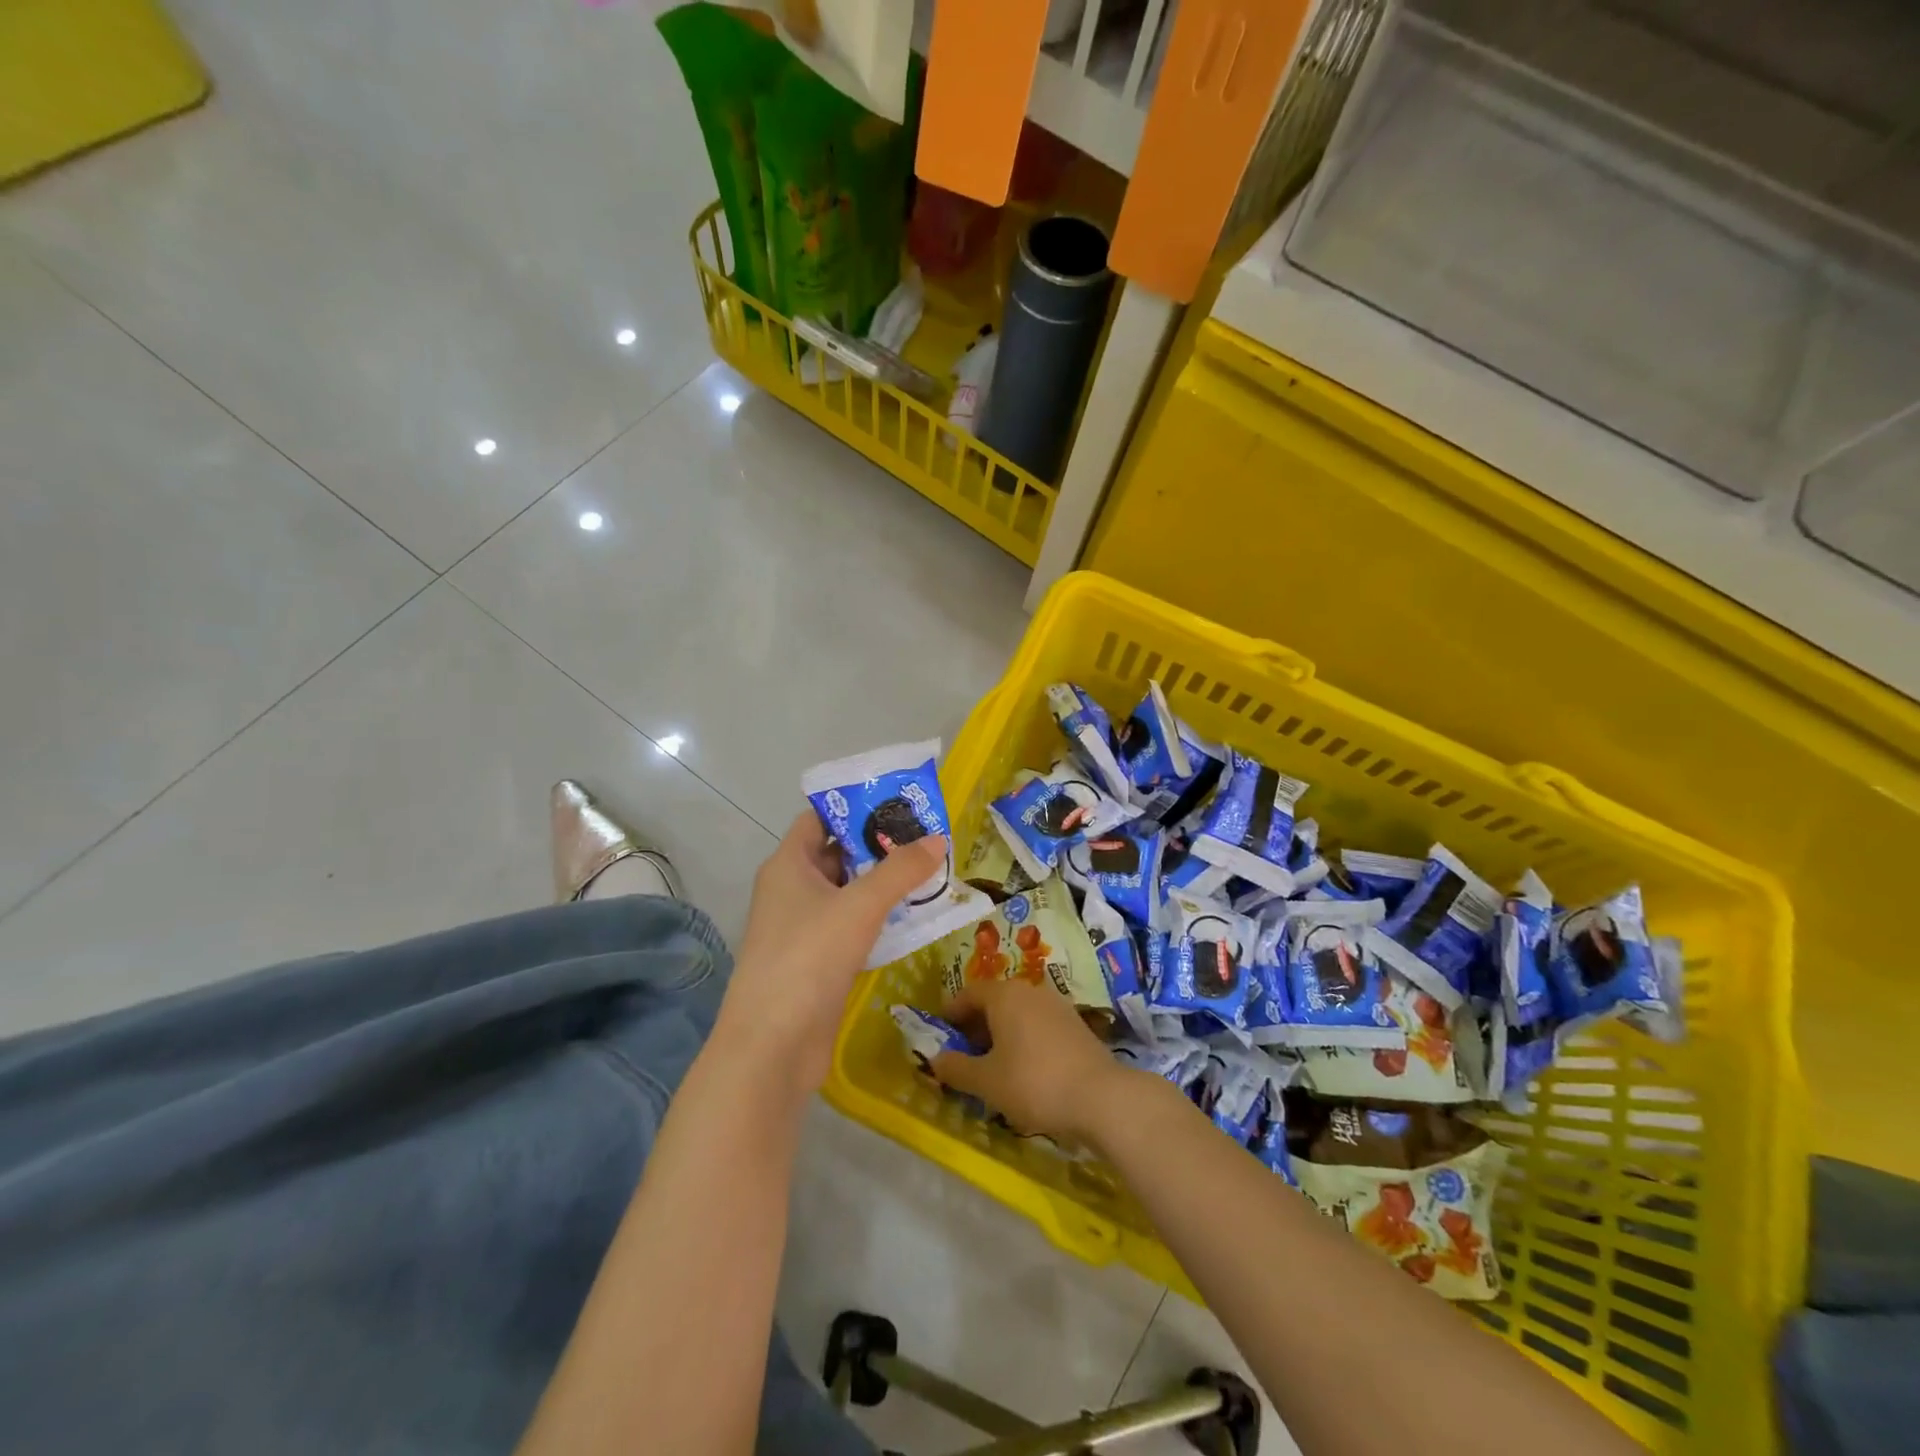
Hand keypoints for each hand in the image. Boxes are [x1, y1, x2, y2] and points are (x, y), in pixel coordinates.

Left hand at [716, 812, 945, 1095]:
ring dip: (885, 884)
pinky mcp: (819, 961)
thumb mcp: (859, 906)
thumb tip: (937, 839)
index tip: (899, 802)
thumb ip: (900, 871)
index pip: (821, 819)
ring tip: (932, 871)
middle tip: (928, 836)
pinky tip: (916, 916)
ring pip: (849, 893)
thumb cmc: (808, 957)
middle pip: (840, 854)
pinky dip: (881, 918)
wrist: (772, 1046)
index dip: (856, 806)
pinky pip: (853, 926)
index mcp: (789, 864)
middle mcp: (793, 890)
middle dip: (881, 846)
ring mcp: (804, 927)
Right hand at [931, 978, 1127, 1142]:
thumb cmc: (1033, 1083)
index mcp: (1004, 995)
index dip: (951, 1013)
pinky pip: (1038, 1024)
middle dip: (976, 1025)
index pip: (968, 993)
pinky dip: (1023, 1038)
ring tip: (992, 1064)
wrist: (1101, 1097)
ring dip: (1000, 1032)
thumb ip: (956, 1068)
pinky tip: (1024, 1068)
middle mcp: (1030, 990)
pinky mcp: (1076, 1024)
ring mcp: (1057, 1005)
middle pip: (994, 1000)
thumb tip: (935, 1059)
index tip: (942, 1035)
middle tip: (964, 1054)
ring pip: (1018, 1012)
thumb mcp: (986, 1082)